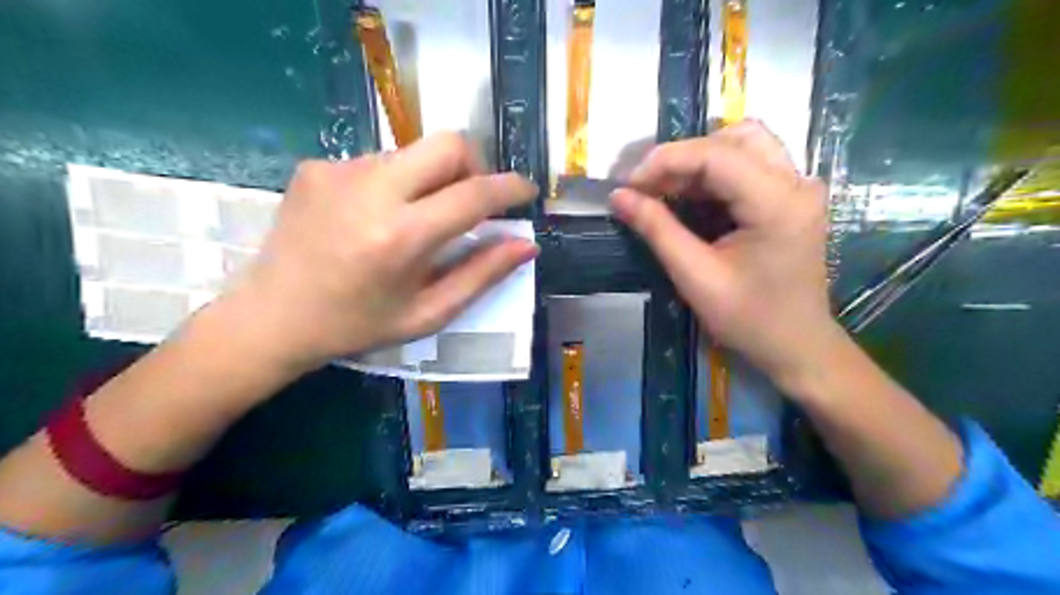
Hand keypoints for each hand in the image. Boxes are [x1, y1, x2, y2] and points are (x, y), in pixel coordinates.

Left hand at [224, 132, 538, 372]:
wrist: (270, 317)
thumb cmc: (357, 326)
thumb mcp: (427, 313)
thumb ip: (481, 275)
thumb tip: (525, 245)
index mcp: (401, 237)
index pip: (473, 194)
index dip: (510, 188)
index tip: (527, 191)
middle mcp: (371, 190)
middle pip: (447, 145)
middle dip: (474, 167)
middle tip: (471, 202)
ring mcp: (339, 171)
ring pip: (414, 152)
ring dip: (432, 179)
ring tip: (416, 218)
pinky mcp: (317, 166)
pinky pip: (380, 161)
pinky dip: (396, 183)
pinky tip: (375, 218)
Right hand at [610, 118, 841, 395]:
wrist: (797, 346)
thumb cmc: (750, 320)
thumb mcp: (696, 277)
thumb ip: (657, 230)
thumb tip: (618, 196)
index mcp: (778, 203)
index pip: (716, 154)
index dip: (665, 161)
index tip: (628, 185)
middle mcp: (797, 182)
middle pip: (734, 138)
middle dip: (682, 157)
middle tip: (647, 187)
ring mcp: (798, 188)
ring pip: (743, 145)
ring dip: (698, 162)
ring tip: (663, 190)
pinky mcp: (791, 198)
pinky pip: (749, 166)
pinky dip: (713, 176)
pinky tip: (688, 198)